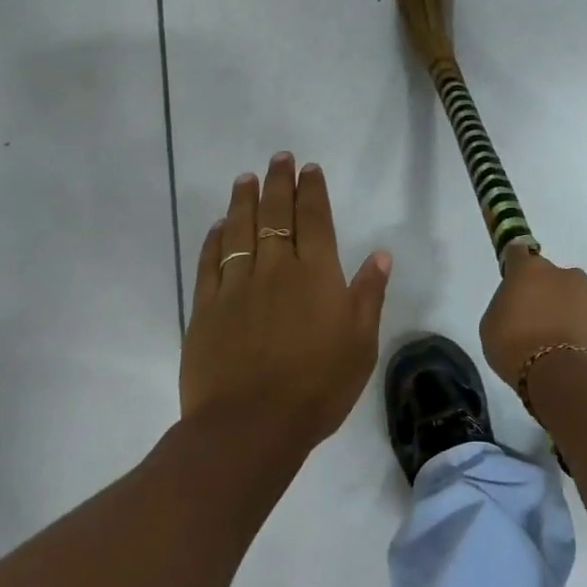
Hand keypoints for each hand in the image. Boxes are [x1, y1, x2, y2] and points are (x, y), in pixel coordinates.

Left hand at [182, 153, 391, 452]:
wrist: (250, 427)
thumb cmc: (317, 386)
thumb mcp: (360, 344)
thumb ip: (368, 295)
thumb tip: (380, 254)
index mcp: (316, 274)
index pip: (314, 219)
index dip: (312, 190)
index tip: (309, 168)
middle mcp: (276, 268)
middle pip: (275, 214)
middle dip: (279, 182)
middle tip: (279, 158)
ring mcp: (237, 286)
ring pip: (239, 230)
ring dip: (244, 200)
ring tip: (246, 177)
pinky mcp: (206, 308)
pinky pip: (211, 261)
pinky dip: (214, 239)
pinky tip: (218, 226)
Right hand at [479, 245, 586, 390]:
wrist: (564, 378)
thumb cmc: (515, 348)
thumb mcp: (491, 326)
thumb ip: (505, 305)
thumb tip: (518, 305)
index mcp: (530, 270)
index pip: (517, 253)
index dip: (514, 264)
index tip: (512, 279)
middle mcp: (565, 275)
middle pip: (552, 278)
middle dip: (546, 293)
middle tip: (536, 322)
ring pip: (577, 299)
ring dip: (569, 313)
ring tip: (560, 344)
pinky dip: (586, 334)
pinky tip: (577, 356)